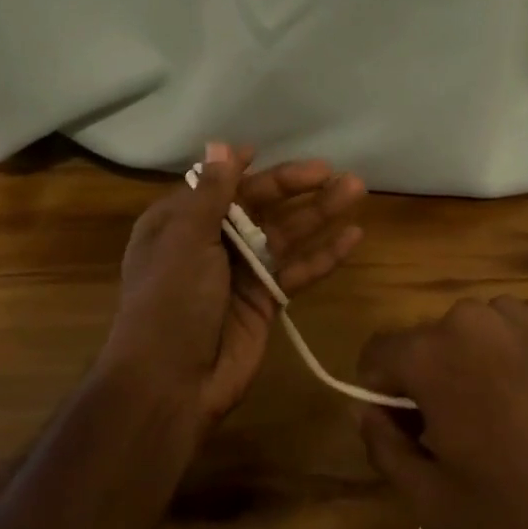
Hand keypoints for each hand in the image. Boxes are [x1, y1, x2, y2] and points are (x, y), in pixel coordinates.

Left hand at [101, 142, 367, 432]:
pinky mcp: (265, 301)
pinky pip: (298, 271)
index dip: (244, 170)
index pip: (219, 187)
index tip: (266, 150)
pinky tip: (353, 236)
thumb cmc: (170, 301)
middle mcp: (211, 243)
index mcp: (179, 224)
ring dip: (320, 213)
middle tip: (333, 171)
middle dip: (295, 187)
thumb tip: (222, 145)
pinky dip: (325, 255)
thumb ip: (211, 194)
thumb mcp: (185, 240)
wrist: (171, 383)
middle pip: (259, 206)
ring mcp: (241, 273)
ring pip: (286, 234)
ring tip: (356, 190)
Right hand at [355, 297, 527, 528]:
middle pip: (426, 343)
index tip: (409, 426)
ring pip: (471, 334)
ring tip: (511, 413)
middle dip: (431, 380)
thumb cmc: (523, 497)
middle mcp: (466, 315)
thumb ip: (382, 451)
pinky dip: (515, 355)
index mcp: (429, 353)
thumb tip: (365, 412)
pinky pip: (515, 329)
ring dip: (474, 364)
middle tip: (464, 430)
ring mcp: (517, 309)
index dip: (381, 392)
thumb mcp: (435, 500)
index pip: (376, 354)